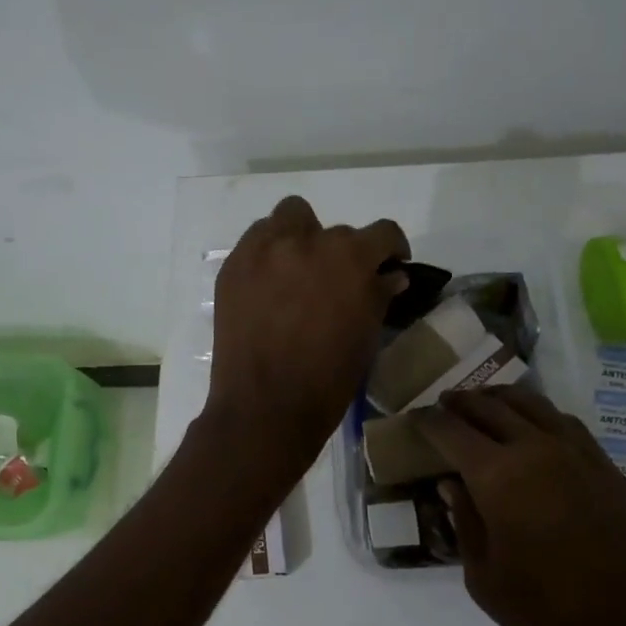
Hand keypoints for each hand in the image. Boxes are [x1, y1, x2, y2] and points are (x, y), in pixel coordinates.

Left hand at [203, 196, 408, 471]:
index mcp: (350, 258)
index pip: (382, 233)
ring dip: (301, 236)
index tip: (389, 266)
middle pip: (334, 230)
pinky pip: (257, 240)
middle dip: (341, 253)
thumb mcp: (366, 336)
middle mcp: (307, 242)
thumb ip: (379, 295)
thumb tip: (391, 276)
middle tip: (335, 283)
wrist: (265, 407)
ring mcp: (264, 250)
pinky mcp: (234, 266)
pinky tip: (270, 284)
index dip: (391, 248)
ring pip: (289, 218)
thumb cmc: (328, 379)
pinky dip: (269, 252)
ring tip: (299, 271)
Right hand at [418, 384, 625, 625]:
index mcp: (497, 476)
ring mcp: (577, 453)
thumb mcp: (483, 576)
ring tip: (484, 404)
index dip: (427, 421)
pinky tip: (533, 428)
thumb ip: (464, 521)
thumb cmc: (547, 615)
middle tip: (443, 405)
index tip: (414, 418)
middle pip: (489, 406)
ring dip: (500, 399)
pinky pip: (565, 423)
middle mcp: (536, 449)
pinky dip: (539, 415)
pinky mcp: (607, 467)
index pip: (451, 430)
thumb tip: (451, 484)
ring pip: (531, 404)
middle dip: (460, 403)